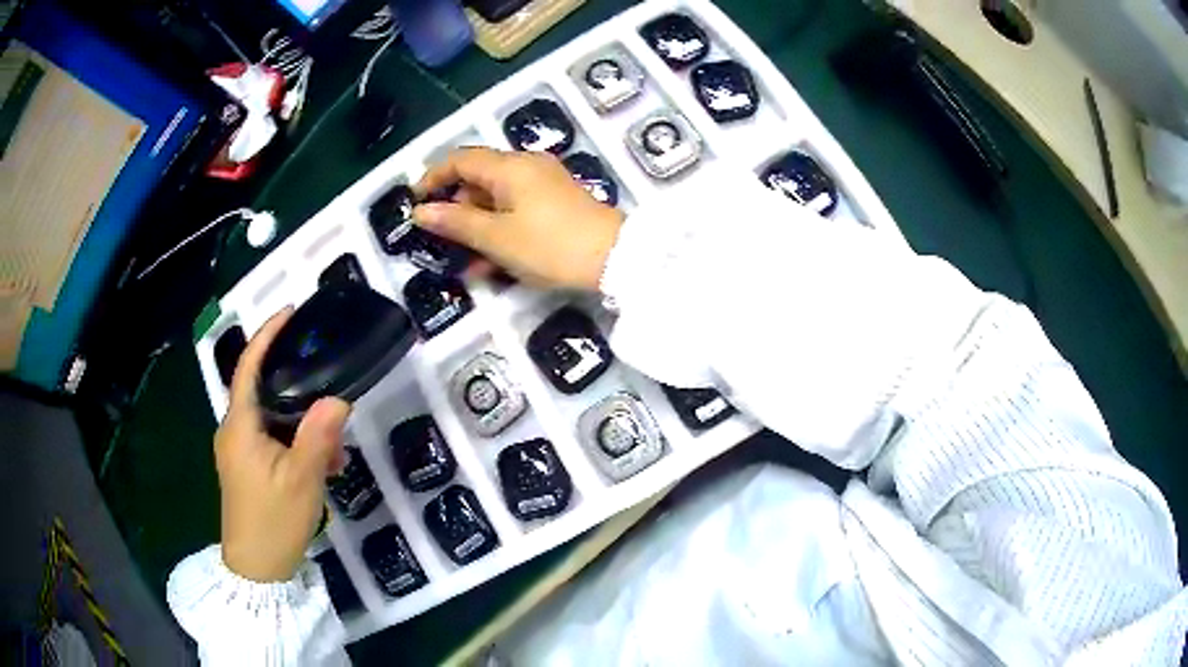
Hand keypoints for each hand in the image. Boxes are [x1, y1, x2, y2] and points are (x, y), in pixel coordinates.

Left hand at [215, 309, 350, 581]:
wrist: (256, 569)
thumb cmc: (273, 521)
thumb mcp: (303, 479)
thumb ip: (318, 436)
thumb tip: (337, 397)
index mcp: (240, 425)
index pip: (248, 366)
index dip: (266, 336)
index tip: (290, 313)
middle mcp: (234, 431)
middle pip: (263, 391)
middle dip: (297, 389)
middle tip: (329, 387)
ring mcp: (239, 451)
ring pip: (271, 420)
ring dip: (302, 425)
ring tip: (335, 449)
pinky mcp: (247, 468)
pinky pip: (272, 441)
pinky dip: (296, 444)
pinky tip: (322, 466)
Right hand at [413, 147, 624, 289]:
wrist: (615, 259)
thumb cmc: (550, 246)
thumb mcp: (497, 238)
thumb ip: (456, 222)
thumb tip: (421, 211)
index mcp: (509, 167)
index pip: (461, 159)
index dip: (434, 176)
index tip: (416, 200)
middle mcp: (527, 166)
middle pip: (479, 177)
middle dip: (456, 205)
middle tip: (441, 236)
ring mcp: (544, 183)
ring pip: (498, 197)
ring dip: (477, 223)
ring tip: (465, 258)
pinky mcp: (557, 201)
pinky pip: (518, 207)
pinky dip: (500, 227)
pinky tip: (492, 260)